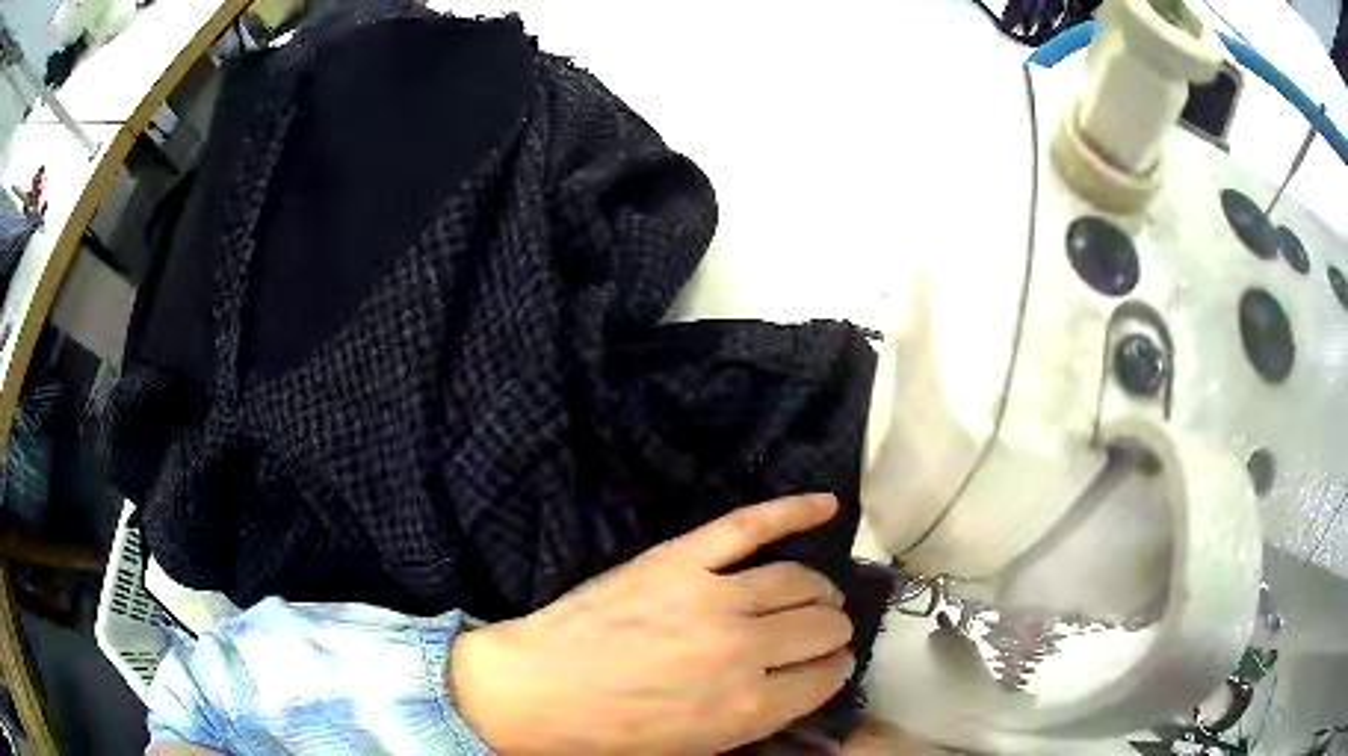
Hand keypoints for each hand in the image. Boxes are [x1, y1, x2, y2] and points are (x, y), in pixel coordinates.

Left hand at [449, 494, 853, 753]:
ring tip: (820, 594)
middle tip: (825, 629)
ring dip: (820, 589)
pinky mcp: (680, 559)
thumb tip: (806, 679)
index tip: (832, 663)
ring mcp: (713, 598)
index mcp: (750, 707)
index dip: (834, 668)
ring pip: (797, 581)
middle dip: (831, 630)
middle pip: (820, 626)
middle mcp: (745, 650)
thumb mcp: (702, 744)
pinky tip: (828, 505)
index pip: (825, 677)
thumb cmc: (617, 731)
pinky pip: (750, 526)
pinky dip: (793, 511)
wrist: (540, 690)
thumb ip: (763, 714)